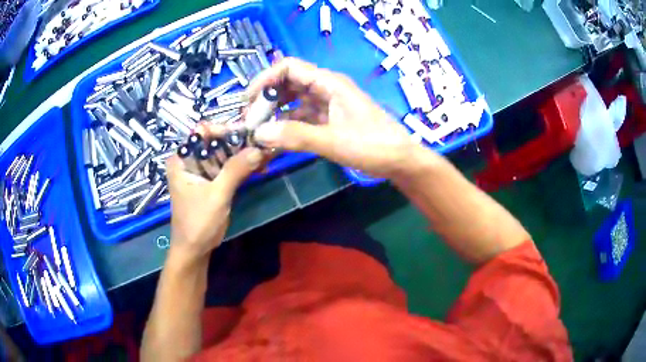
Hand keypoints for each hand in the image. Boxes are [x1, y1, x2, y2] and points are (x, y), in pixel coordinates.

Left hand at [166, 125, 263, 262]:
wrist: (194, 250)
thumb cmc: (198, 223)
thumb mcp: (217, 195)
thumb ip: (235, 170)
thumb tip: (259, 149)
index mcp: (182, 159)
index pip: (204, 132)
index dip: (226, 129)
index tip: (250, 133)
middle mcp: (189, 159)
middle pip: (216, 141)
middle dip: (240, 142)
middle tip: (263, 143)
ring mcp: (200, 170)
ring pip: (224, 154)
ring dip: (244, 154)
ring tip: (266, 153)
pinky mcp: (211, 181)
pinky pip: (227, 167)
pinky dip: (242, 166)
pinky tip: (260, 165)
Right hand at [247, 57, 420, 178]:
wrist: (399, 160)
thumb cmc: (372, 145)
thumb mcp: (333, 141)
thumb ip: (295, 137)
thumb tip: (258, 133)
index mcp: (329, 83)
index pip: (289, 68)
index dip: (265, 79)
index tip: (248, 99)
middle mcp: (326, 89)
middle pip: (288, 83)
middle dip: (267, 98)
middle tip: (250, 120)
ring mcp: (328, 105)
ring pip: (294, 101)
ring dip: (275, 113)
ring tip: (259, 131)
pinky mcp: (330, 120)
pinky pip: (302, 117)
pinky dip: (288, 126)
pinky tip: (276, 139)